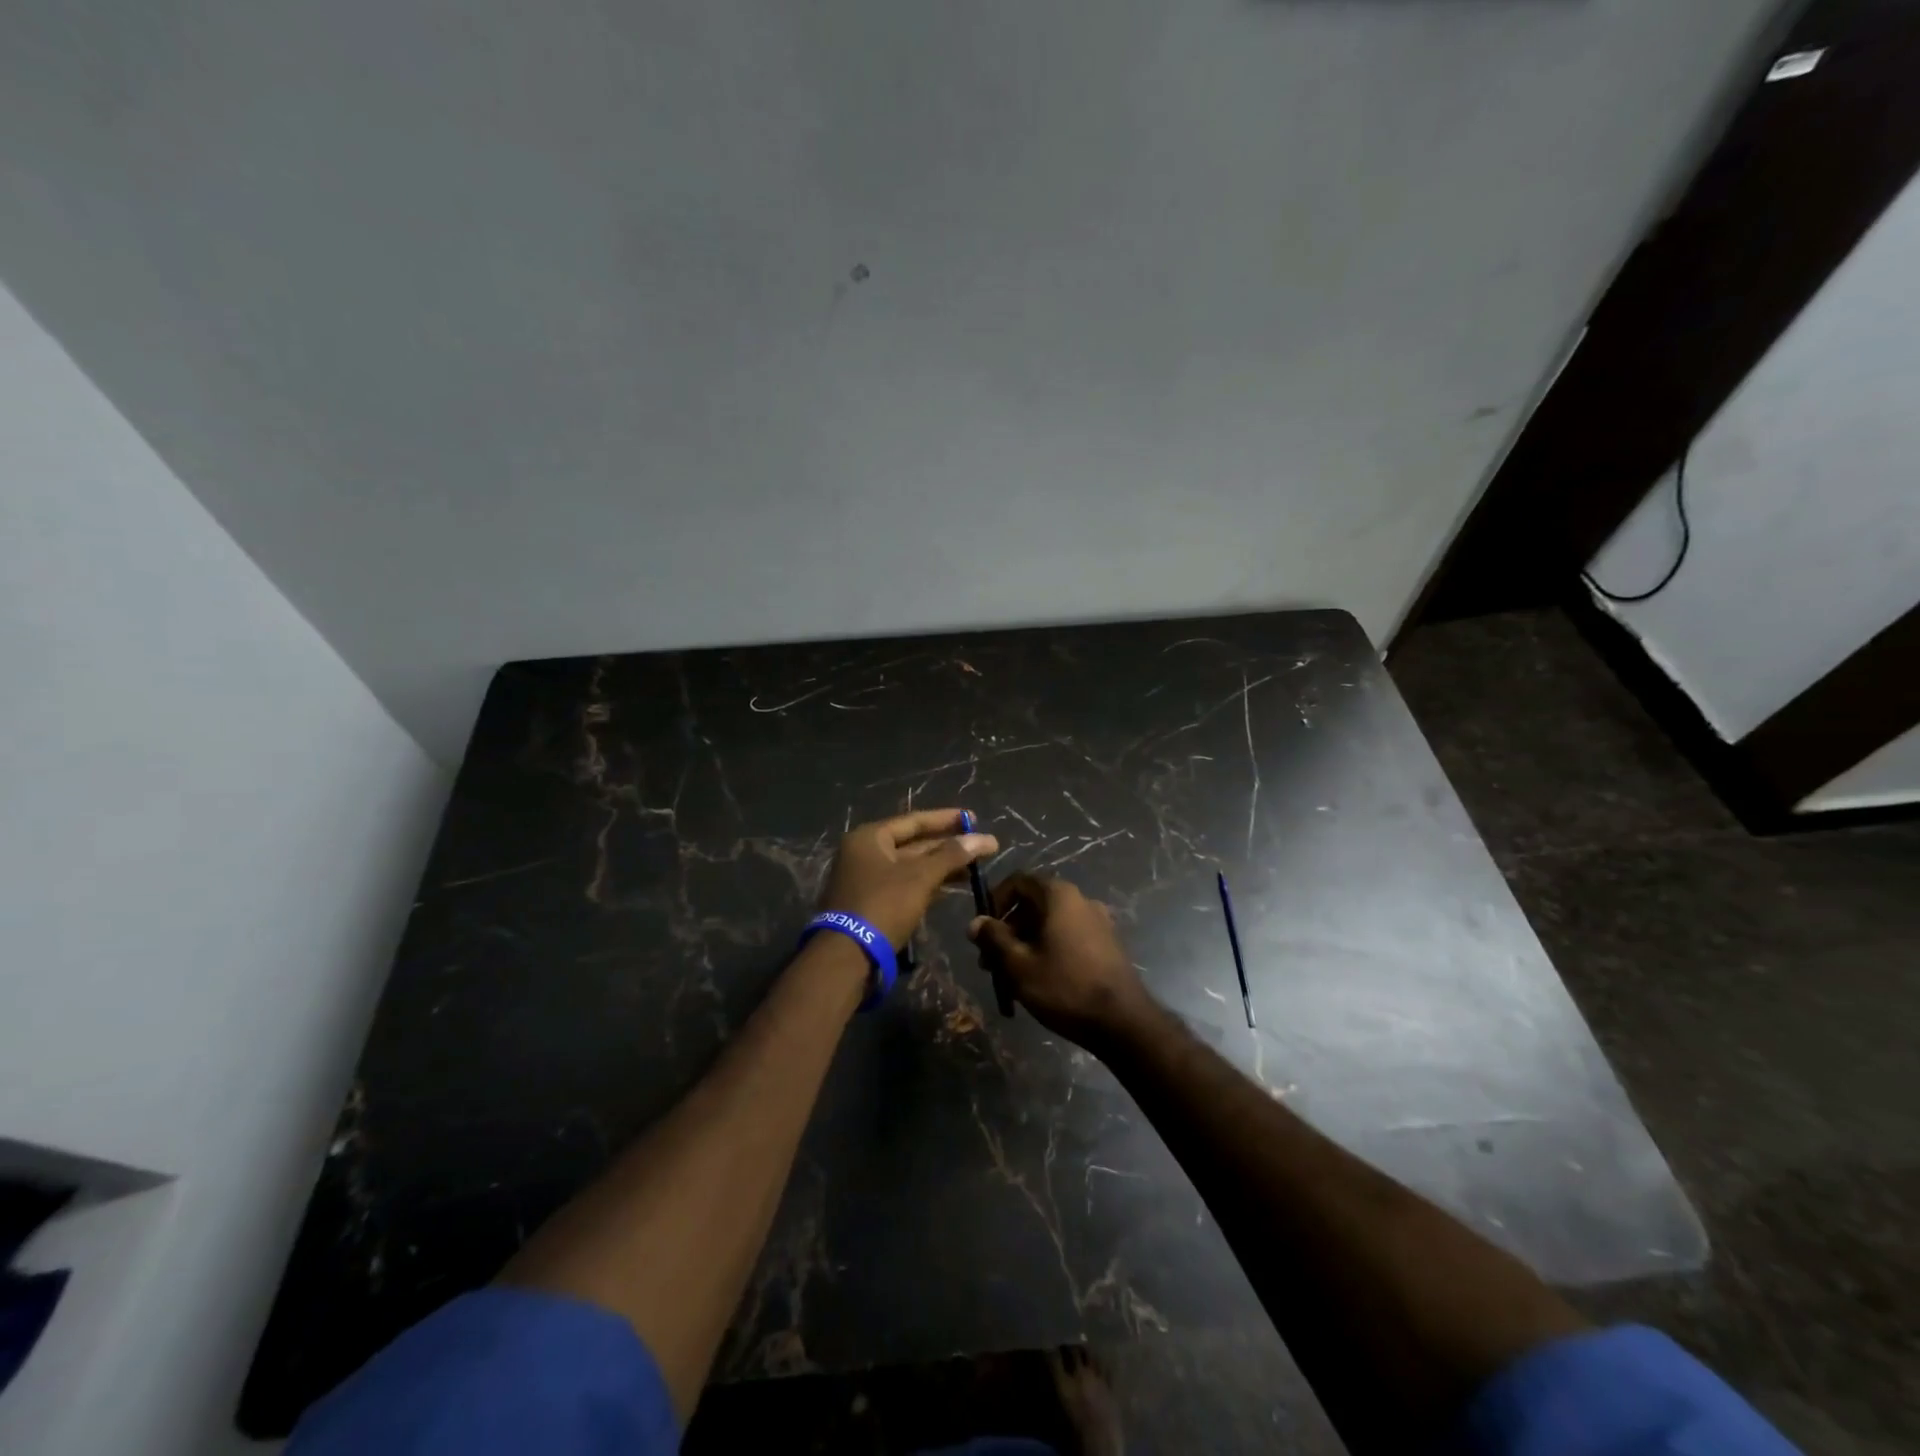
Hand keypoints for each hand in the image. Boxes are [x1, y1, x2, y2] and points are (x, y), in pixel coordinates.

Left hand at [819, 808, 997, 950]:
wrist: (846, 956)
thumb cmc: (883, 905)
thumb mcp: (920, 877)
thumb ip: (951, 855)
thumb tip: (984, 838)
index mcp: (870, 837)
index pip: (914, 820)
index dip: (947, 819)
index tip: (974, 818)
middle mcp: (864, 853)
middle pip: (913, 844)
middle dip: (948, 846)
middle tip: (982, 847)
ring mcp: (866, 880)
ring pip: (911, 867)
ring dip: (941, 867)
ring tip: (974, 869)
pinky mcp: (871, 904)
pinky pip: (904, 885)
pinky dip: (927, 884)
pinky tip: (951, 888)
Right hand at [968, 874, 1149, 1047]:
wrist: (1122, 1021)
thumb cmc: (1064, 986)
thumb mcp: (1018, 964)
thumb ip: (994, 938)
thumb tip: (976, 923)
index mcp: (1059, 895)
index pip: (1018, 881)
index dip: (995, 901)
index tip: (983, 930)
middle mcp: (1080, 900)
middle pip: (1033, 904)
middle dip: (1007, 929)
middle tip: (990, 961)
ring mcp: (1097, 921)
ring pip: (1049, 923)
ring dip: (1024, 943)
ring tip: (1009, 977)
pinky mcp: (1106, 944)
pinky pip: (1067, 937)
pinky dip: (1047, 950)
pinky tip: (1038, 980)